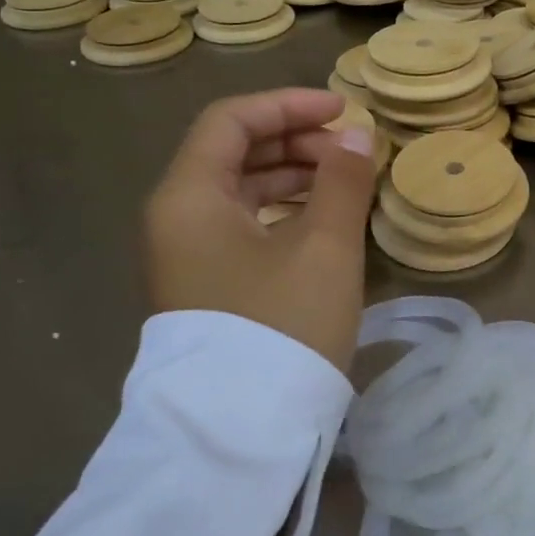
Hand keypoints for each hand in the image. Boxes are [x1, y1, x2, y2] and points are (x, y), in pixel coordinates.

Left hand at [144, 89, 375, 370]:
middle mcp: (177, 218)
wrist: (241, 430)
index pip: (231, 121)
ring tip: (346, 181)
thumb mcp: (324, 245)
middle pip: (234, 152)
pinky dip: (284, 209)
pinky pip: (244, 224)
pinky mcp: (207, 284)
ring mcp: (188, 254)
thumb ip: (343, 180)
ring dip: (294, 174)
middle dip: (296, 140)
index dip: (289, 105)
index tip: (343, 111)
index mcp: (189, 197)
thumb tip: (358, 134)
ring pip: (241, 190)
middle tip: (351, 152)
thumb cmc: (282, 323)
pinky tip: (323, 219)